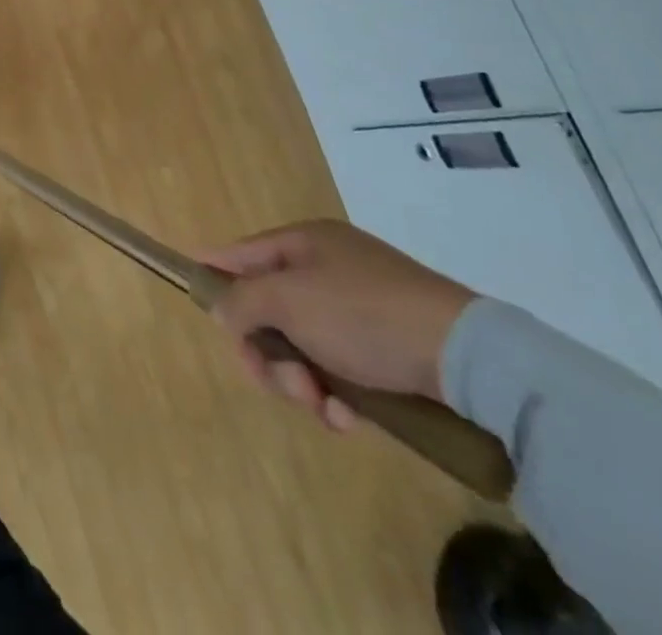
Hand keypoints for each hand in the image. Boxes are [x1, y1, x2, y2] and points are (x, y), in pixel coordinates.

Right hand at [200, 219, 474, 431]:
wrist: (468, 358)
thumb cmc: (362, 313)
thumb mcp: (288, 300)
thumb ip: (240, 301)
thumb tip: (219, 309)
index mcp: (303, 242)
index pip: (240, 254)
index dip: (214, 272)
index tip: (193, 296)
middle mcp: (327, 268)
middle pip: (268, 310)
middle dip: (268, 353)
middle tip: (282, 384)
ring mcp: (358, 308)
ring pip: (301, 346)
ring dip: (302, 382)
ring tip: (324, 407)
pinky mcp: (386, 348)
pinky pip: (339, 369)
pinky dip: (336, 395)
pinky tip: (349, 419)